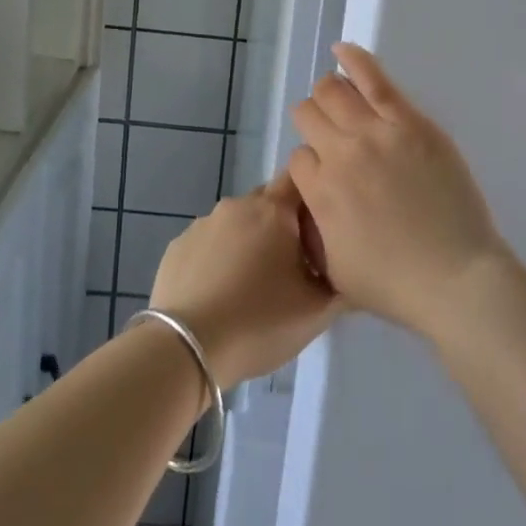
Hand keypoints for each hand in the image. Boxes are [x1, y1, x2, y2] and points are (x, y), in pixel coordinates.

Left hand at [149, 178, 340, 394]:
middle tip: (293, 264)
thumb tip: (347, 268)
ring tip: (253, 285)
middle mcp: (236, 205)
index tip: (322, 223)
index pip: (300, 176)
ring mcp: (202, 224)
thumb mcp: (317, 311)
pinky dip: (219, 258)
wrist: (186, 349)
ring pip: (237, 223)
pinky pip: (209, 243)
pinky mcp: (177, 246)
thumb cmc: (259, 322)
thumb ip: (341, 282)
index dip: (314, 194)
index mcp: (273, 210)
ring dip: (249, 242)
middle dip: (283, 224)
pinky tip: (220, 293)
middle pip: (269, 200)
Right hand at [288, 43, 512, 342]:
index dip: (311, 165)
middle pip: (309, 115)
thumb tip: (311, 198)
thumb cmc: (396, 285)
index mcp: (319, 193)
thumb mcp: (335, 269)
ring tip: (336, 95)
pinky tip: (342, 49)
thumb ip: (315, 228)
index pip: (299, 158)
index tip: (329, 175)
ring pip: (333, 91)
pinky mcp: (409, 121)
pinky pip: (374, 78)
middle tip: (332, 135)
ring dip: (328, 92)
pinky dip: (354, 58)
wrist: (456, 278)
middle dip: (313, 122)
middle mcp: (339, 154)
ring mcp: (376, 133)